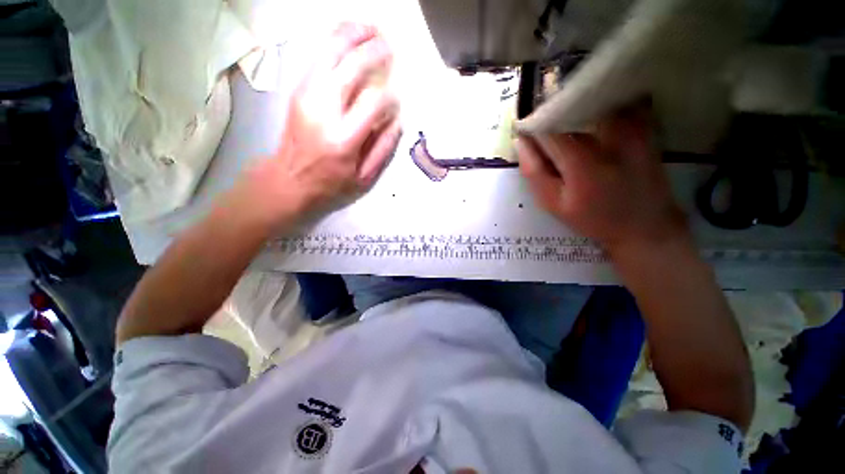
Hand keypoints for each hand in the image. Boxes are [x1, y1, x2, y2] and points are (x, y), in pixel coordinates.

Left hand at [243, 23, 400, 223]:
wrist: (289, 177)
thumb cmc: (331, 183)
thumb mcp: (364, 178)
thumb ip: (383, 149)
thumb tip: (397, 121)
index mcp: (344, 139)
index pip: (373, 103)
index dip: (389, 98)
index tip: (395, 101)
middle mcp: (324, 111)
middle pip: (351, 67)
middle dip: (374, 52)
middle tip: (389, 47)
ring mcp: (307, 95)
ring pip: (330, 51)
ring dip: (352, 34)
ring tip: (371, 29)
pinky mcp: (298, 89)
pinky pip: (317, 55)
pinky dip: (334, 40)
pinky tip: (349, 35)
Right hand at [516, 107, 687, 254]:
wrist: (645, 225)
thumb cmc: (593, 218)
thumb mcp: (553, 203)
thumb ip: (534, 173)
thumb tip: (521, 142)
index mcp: (582, 163)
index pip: (549, 130)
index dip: (532, 126)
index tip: (523, 130)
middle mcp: (609, 139)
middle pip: (571, 111)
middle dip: (552, 116)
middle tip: (544, 132)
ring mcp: (633, 128)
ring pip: (594, 102)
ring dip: (575, 108)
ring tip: (566, 122)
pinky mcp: (645, 125)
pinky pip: (618, 102)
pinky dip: (600, 104)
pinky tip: (592, 117)